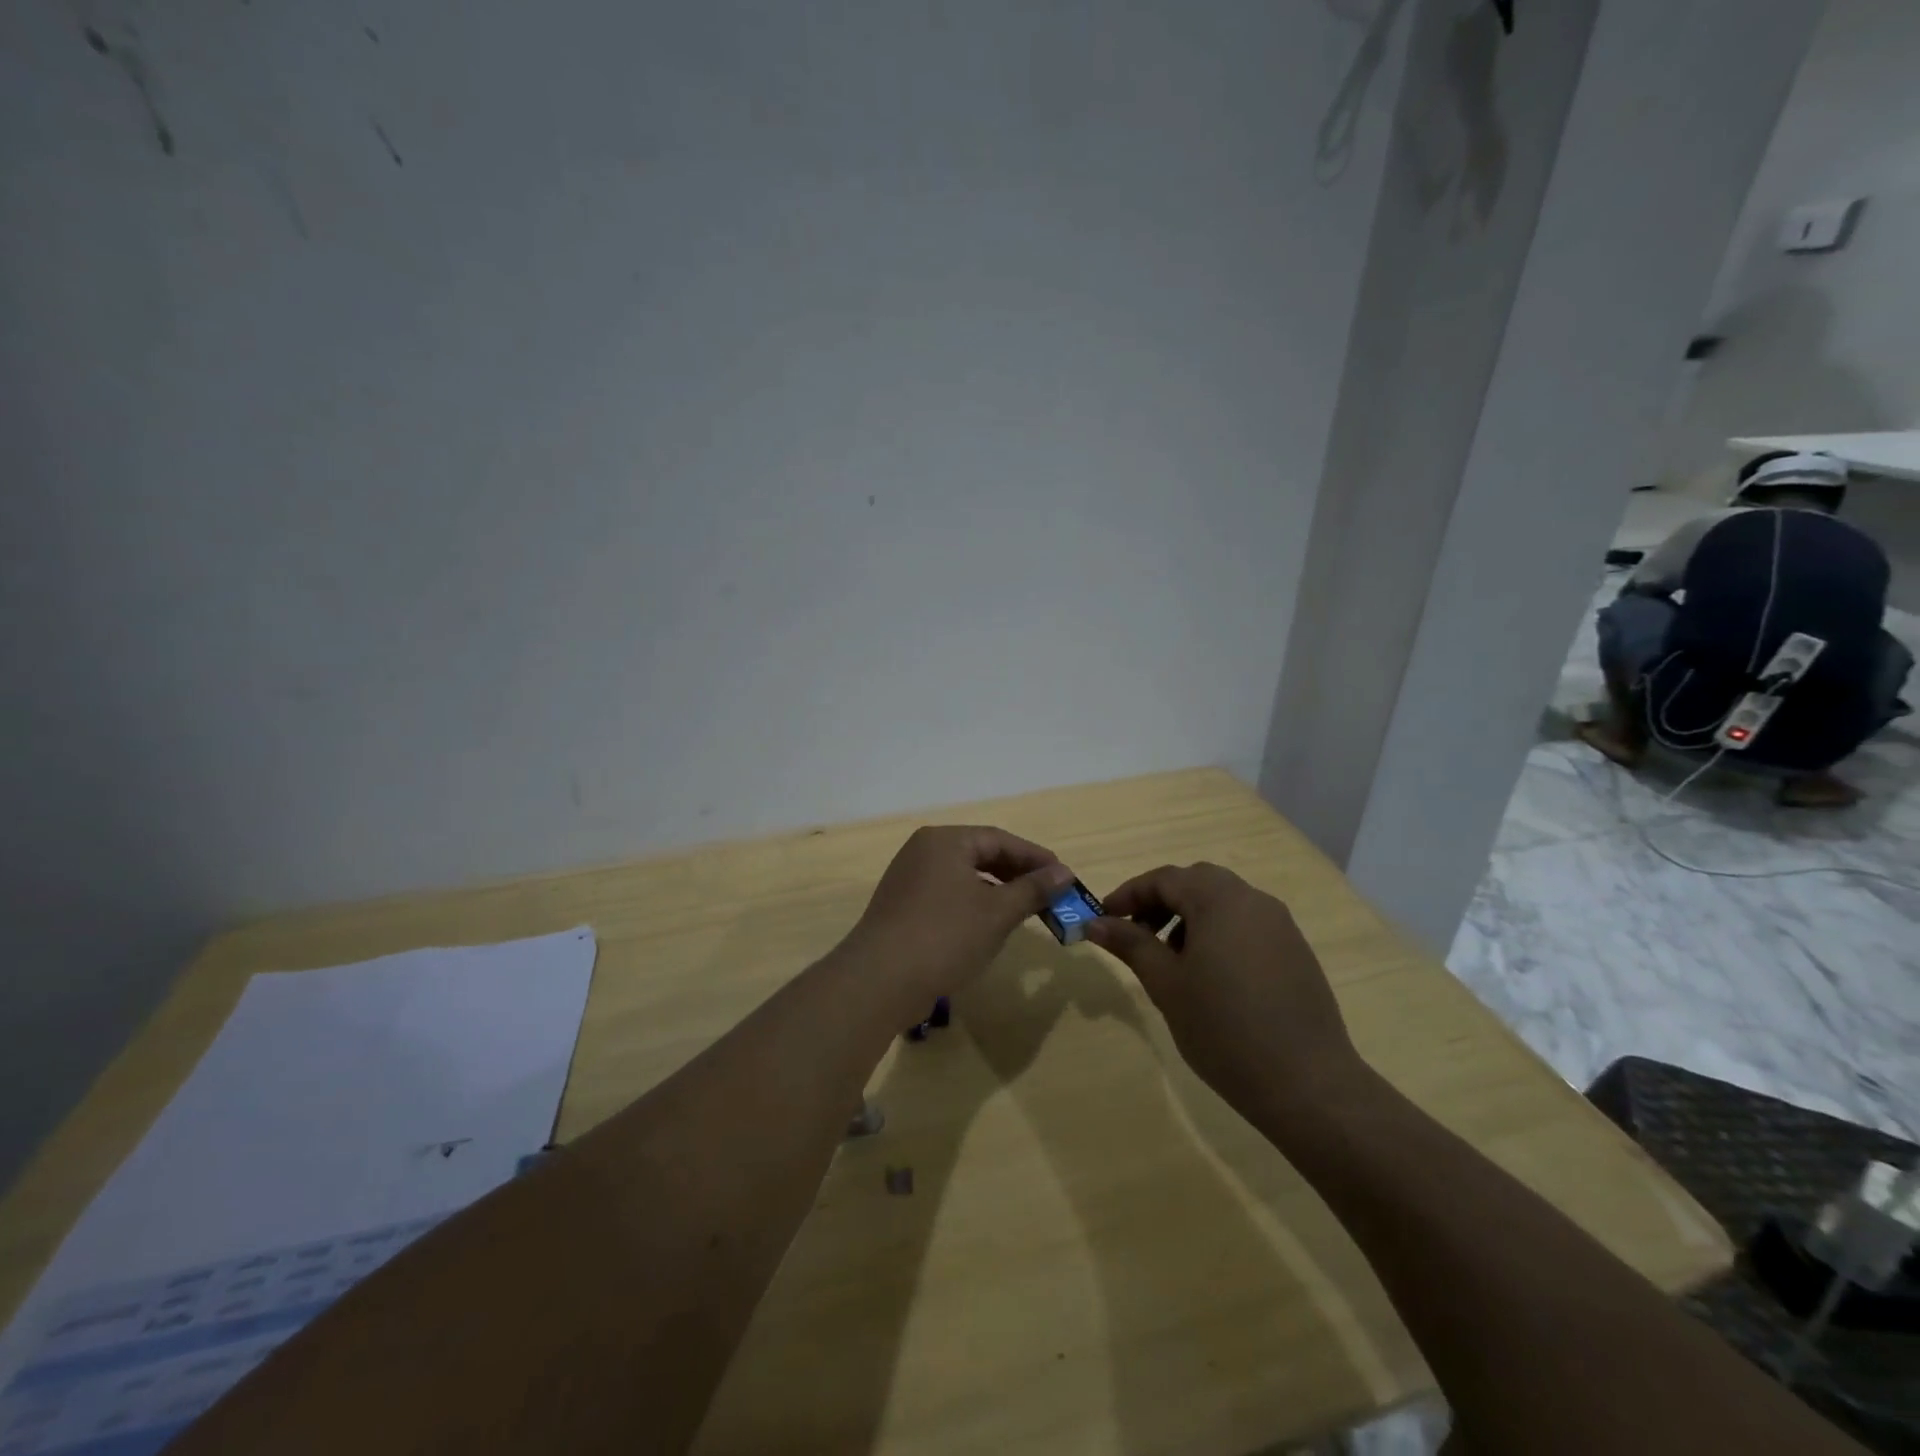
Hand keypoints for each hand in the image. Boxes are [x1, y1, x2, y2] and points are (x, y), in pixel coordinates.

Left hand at [844, 826, 1072, 1007]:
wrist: (880, 980)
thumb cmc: (945, 936)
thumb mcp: (997, 912)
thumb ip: (1033, 889)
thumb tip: (1064, 872)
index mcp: (944, 841)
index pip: (999, 839)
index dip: (1035, 857)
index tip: (1065, 876)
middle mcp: (923, 851)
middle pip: (980, 854)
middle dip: (1017, 874)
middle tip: (1050, 895)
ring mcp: (908, 879)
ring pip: (964, 877)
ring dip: (997, 891)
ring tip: (1025, 911)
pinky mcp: (902, 906)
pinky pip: (947, 895)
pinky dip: (973, 904)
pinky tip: (989, 926)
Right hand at [1085, 863, 1362, 1117]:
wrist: (1307, 1083)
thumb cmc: (1224, 1029)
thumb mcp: (1166, 984)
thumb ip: (1131, 944)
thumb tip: (1095, 923)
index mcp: (1220, 899)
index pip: (1164, 879)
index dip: (1128, 894)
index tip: (1103, 918)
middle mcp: (1253, 900)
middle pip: (1196, 883)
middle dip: (1160, 902)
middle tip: (1135, 933)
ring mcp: (1280, 925)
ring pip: (1223, 902)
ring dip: (1189, 917)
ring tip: (1170, 959)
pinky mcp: (1295, 951)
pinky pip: (1246, 925)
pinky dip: (1218, 933)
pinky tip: (1209, 975)